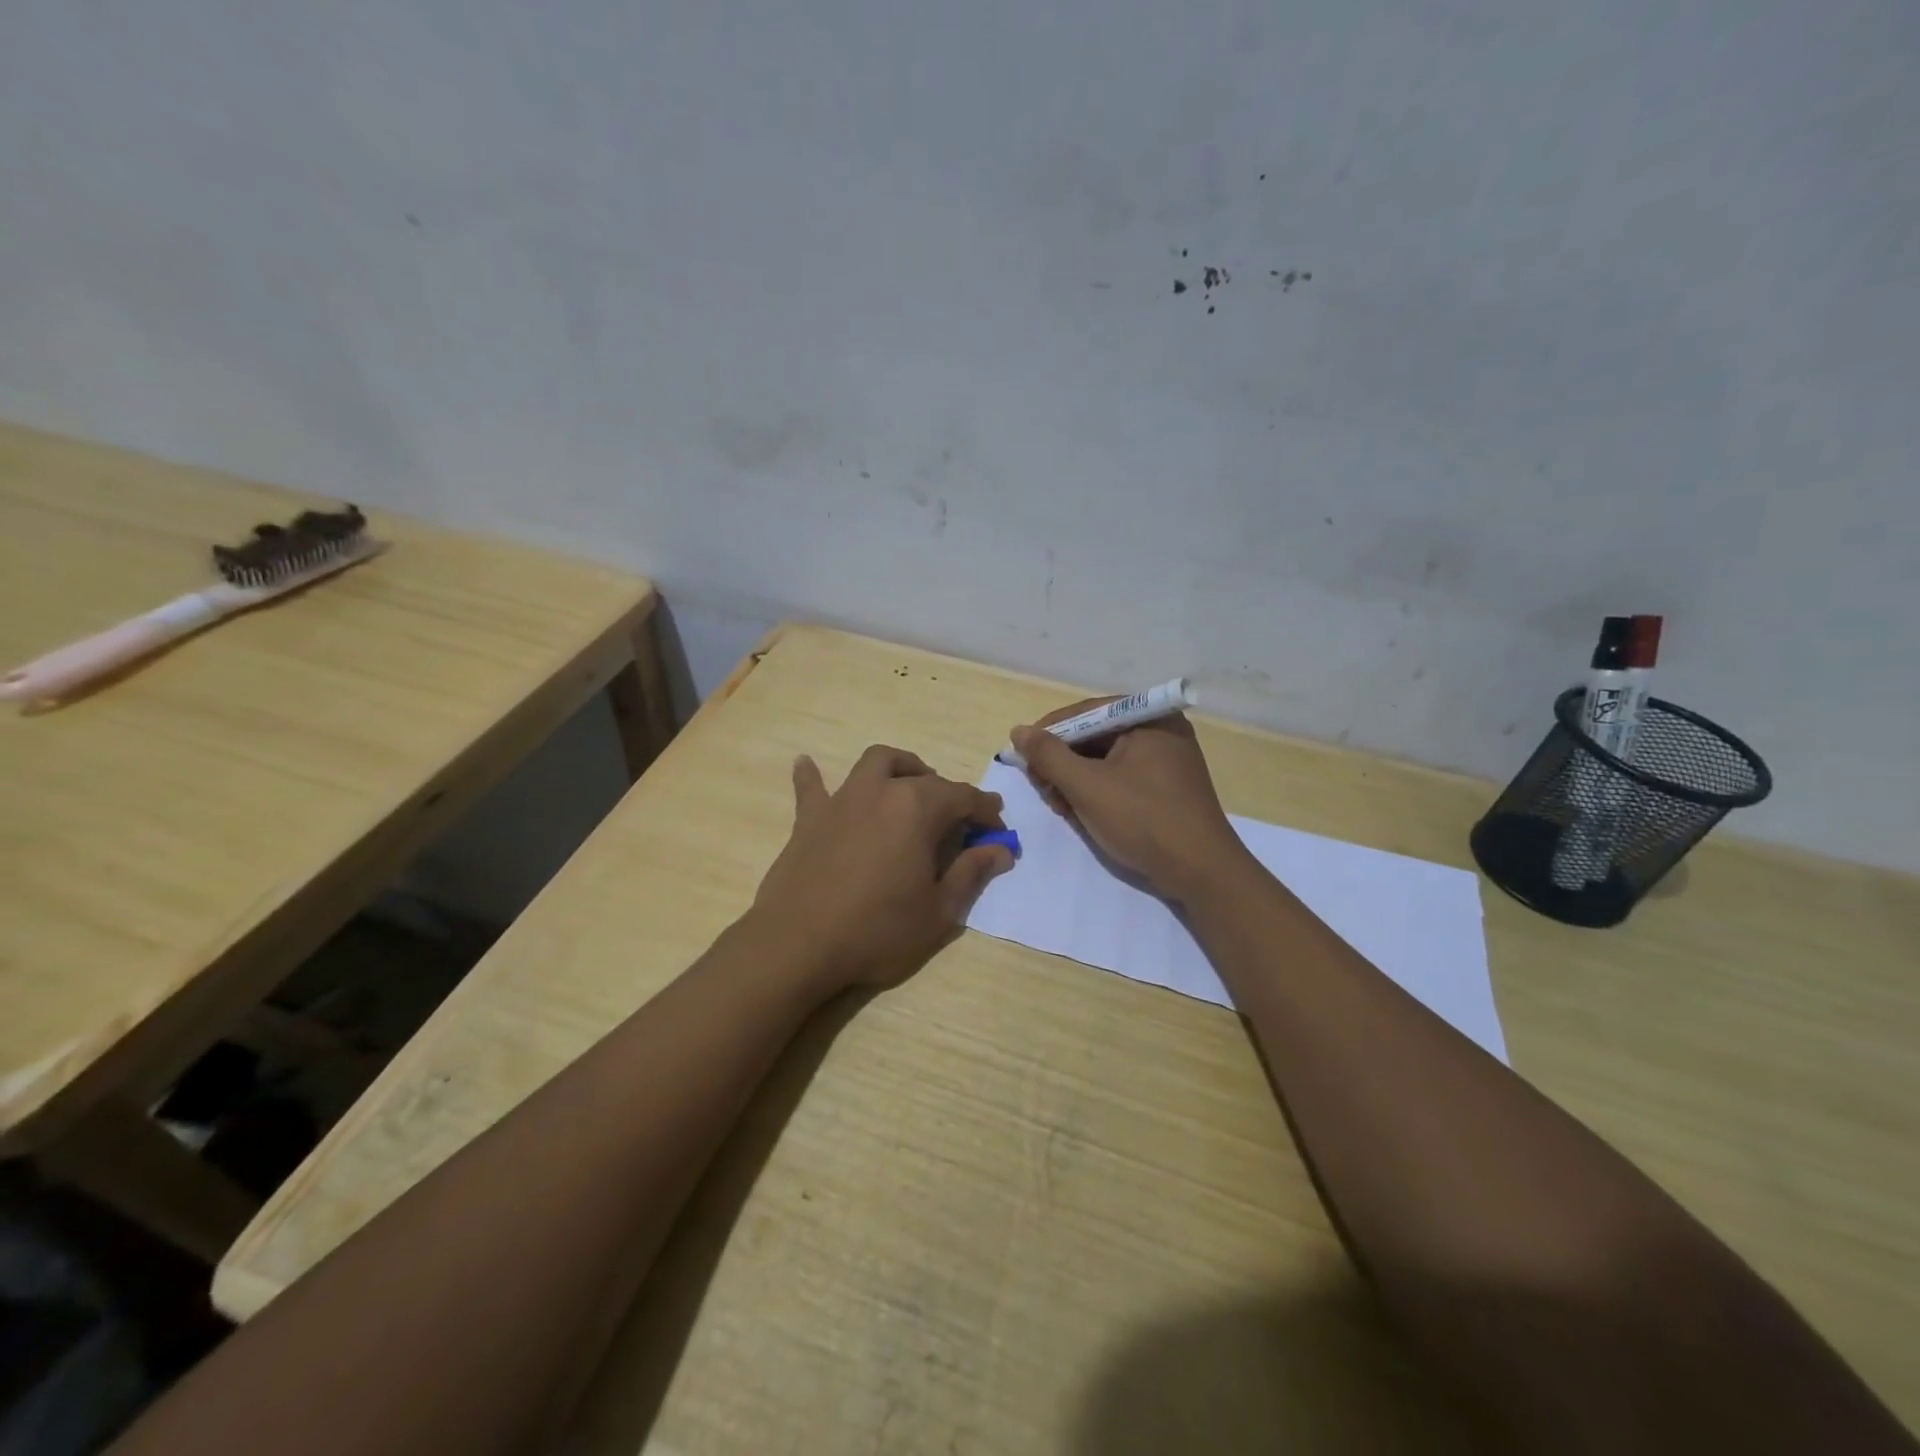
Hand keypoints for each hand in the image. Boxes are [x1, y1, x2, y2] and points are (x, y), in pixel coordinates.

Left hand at [749, 745, 1014, 993]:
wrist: (799, 945)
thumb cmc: (878, 930)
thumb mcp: (940, 911)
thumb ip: (971, 873)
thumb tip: (1000, 850)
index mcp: (918, 809)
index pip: (964, 798)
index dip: (986, 813)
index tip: (998, 831)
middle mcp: (882, 791)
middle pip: (924, 779)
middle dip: (949, 794)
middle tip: (959, 822)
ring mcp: (842, 800)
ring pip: (876, 763)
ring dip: (899, 768)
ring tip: (908, 785)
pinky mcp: (809, 818)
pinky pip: (812, 787)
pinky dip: (813, 775)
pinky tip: (806, 764)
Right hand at [1011, 701, 1247, 902]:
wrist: (1202, 873)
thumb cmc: (1143, 820)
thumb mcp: (1087, 786)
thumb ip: (1048, 755)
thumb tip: (1018, 731)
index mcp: (1148, 718)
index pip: (1085, 712)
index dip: (1048, 732)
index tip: (1021, 756)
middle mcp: (1160, 730)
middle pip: (1094, 736)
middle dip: (1063, 762)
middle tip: (1042, 789)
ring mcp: (1166, 760)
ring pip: (1105, 760)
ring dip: (1076, 781)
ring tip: (1060, 807)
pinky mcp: (1166, 787)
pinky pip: (1121, 778)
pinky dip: (1097, 792)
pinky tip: (1082, 814)